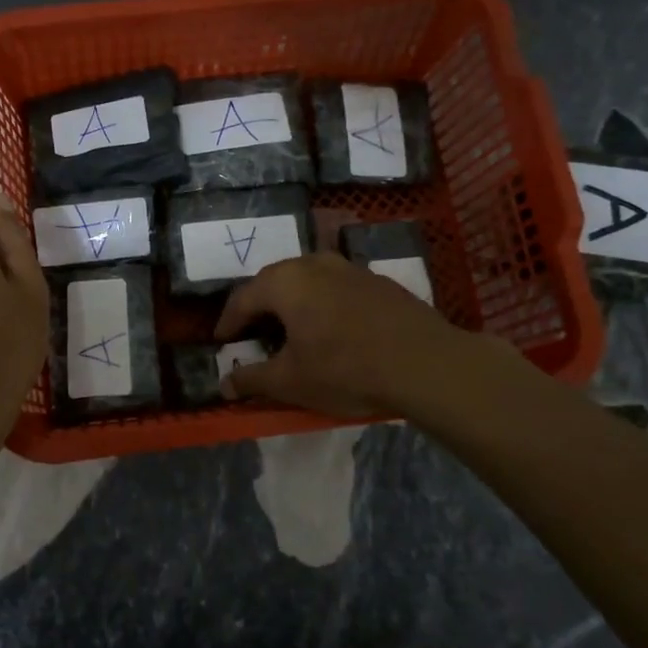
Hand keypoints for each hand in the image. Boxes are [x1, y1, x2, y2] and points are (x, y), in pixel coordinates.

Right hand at [215, 252, 473, 417]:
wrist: (425, 364)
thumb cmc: (346, 369)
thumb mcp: (290, 381)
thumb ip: (252, 379)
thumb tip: (224, 384)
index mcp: (285, 282)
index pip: (242, 298)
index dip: (227, 322)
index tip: (221, 342)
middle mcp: (313, 263)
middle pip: (273, 282)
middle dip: (258, 308)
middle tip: (253, 334)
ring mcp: (349, 268)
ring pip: (307, 281)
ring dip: (292, 303)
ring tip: (291, 331)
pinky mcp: (377, 280)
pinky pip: (335, 287)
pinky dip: (322, 304)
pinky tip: (332, 330)